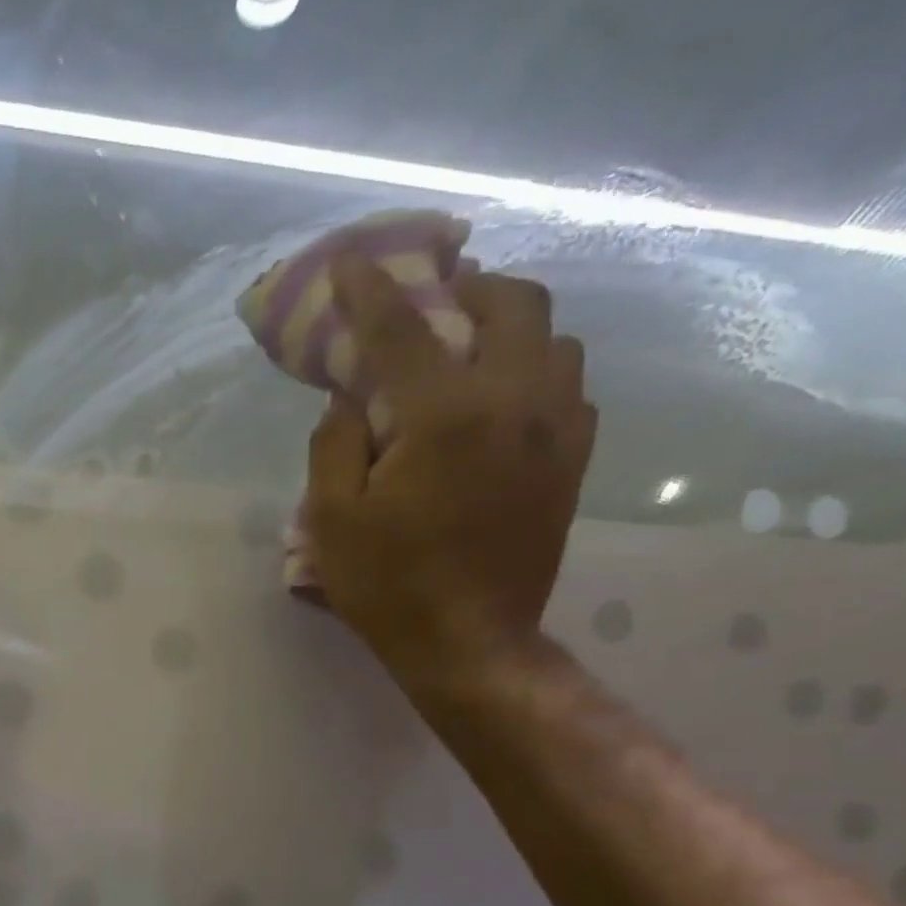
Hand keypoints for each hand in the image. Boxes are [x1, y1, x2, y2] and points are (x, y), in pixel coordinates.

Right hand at [305, 256, 597, 690]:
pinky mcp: (574, 461)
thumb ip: (335, 445)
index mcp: (446, 415)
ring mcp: (558, 429)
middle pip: (512, 304)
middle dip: (467, 288)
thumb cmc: (388, 585)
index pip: (403, 330)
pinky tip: (499, 402)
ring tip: (467, 352)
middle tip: (429, 304)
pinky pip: (568, 387)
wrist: (470, 642)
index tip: (352, 263)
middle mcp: (516, 402)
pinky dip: (532, 374)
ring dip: (507, 329)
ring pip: (552, 339)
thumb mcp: (332, 520)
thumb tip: (351, 402)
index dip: (371, 291)